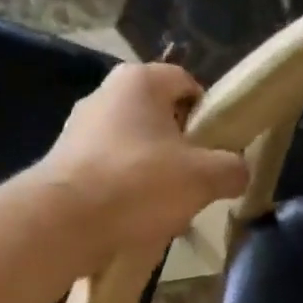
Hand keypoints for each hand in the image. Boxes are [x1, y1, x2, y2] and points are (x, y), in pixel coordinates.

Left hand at [31, 63, 247, 258]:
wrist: (65, 222)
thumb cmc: (138, 184)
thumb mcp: (203, 178)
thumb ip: (231, 169)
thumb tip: (238, 171)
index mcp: (138, 80)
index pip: (186, 83)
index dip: (209, 116)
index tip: (217, 151)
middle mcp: (104, 95)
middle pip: (158, 119)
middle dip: (180, 152)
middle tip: (194, 185)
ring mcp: (78, 130)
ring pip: (133, 150)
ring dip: (152, 177)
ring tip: (163, 211)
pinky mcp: (64, 165)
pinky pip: (107, 174)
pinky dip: (123, 194)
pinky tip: (133, 222)